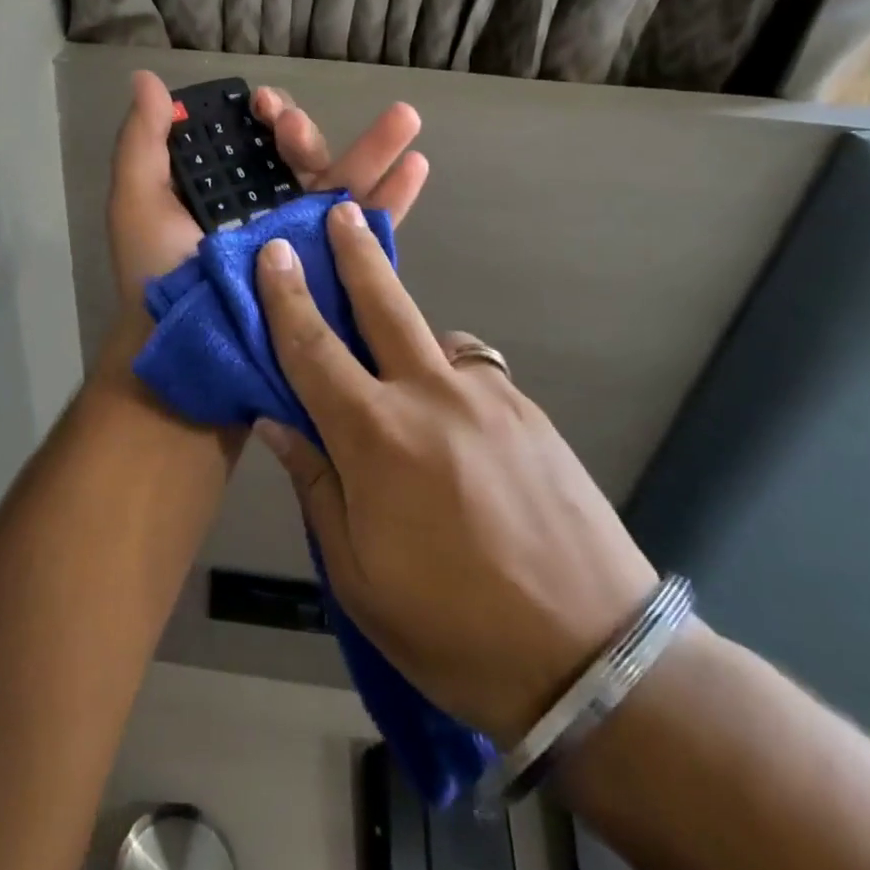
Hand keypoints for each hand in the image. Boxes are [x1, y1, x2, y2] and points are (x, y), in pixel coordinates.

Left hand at [105, 70, 429, 309]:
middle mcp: (271, 210)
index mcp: (230, 191)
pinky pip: (369, 229)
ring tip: (405, 116)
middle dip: (305, 132)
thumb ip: (143, 143)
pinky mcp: (333, 269)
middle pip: (303, 157)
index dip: (264, 117)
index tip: (262, 103)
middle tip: (291, 126)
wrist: (188, 349)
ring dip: (375, 147)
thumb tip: (148, 79)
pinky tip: (416, 166)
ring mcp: (306, 240)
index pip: (256, 142)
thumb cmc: (157, 278)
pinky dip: (395, 197)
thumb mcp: (138, 204)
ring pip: (345, 183)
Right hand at [250, 200, 657, 746]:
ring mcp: (489, 398)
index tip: (275, 251)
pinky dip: (450, 375)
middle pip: (383, 305)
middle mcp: (431, 397)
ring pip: (434, 337)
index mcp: (376, 438)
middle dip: (356, 253)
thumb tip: (279, 422)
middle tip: (341, 209)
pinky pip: (474, 371)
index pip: (314, 349)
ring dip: (406, 332)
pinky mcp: (531, 413)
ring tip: (397, 369)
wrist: (595, 659)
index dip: (286, 297)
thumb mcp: (357, 575)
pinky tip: (454, 420)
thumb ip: (317, 485)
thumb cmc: (453, 629)